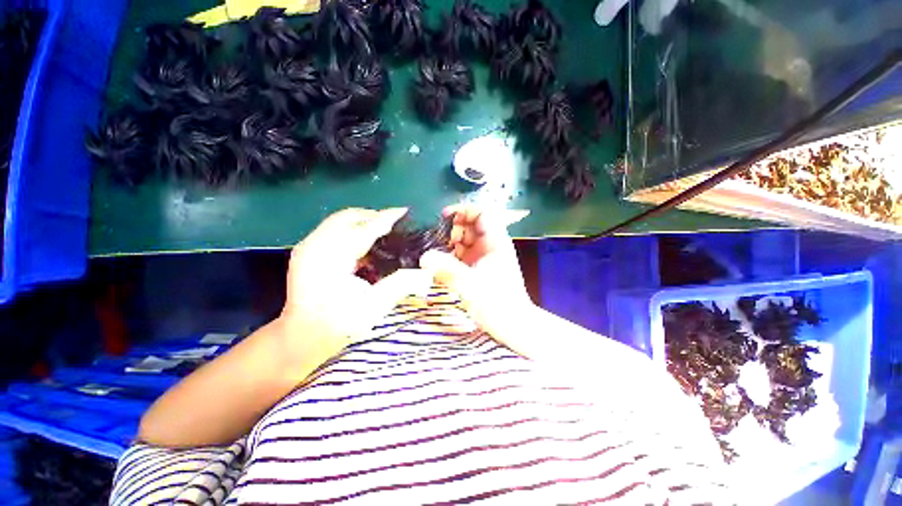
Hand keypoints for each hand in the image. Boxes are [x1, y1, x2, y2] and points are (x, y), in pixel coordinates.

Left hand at [279, 208, 432, 366]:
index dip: (385, 218)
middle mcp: (315, 246)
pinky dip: (353, 232)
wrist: (300, 337)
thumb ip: (400, 285)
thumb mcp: (373, 308)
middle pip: (348, 217)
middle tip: (395, 224)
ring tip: (383, 233)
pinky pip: (334, 231)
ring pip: (340, 222)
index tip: (404, 210)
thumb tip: (426, 273)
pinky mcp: (307, 251)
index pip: (363, 229)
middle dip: (373, 216)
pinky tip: (365, 246)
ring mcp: (307, 247)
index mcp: (330, 258)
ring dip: (363, 223)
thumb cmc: (337, 325)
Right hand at [420, 205, 532, 336]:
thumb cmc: (497, 303)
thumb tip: (423, 258)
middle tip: (433, 240)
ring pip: (464, 243)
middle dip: (451, 230)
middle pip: (470, 227)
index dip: (464, 210)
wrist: (513, 325)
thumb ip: (446, 269)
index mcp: (495, 242)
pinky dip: (450, 257)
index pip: (482, 213)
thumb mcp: (470, 284)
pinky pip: (462, 257)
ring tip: (432, 252)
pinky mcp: (478, 270)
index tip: (444, 217)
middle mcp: (489, 246)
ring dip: (448, 245)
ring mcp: (484, 258)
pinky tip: (438, 265)